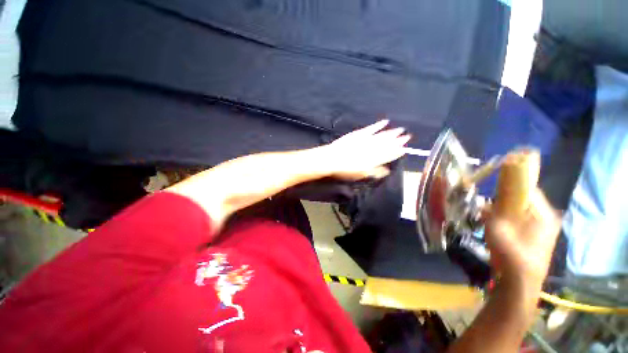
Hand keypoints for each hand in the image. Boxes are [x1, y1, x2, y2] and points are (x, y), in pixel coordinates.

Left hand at [318, 120, 410, 180]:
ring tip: (401, 130)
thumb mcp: (362, 174)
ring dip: (392, 133)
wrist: (332, 159)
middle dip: (398, 141)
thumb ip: (375, 172)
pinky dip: (378, 125)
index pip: (389, 155)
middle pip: (387, 144)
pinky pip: (371, 128)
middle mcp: (373, 149)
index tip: (405, 149)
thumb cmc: (346, 170)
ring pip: (382, 136)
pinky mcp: (359, 134)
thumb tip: (387, 170)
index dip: (397, 152)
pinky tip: (385, 122)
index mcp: (374, 160)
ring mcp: (366, 140)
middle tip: (407, 136)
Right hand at [484, 189, 560, 290]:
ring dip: (504, 211)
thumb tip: (490, 194)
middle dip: (504, 201)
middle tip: (488, 207)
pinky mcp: (537, 237)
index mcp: (543, 214)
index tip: (493, 188)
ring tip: (489, 218)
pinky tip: (497, 227)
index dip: (510, 185)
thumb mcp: (498, 225)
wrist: (519, 281)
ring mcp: (543, 229)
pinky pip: (521, 221)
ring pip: (521, 211)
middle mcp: (547, 218)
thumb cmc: (510, 251)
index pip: (528, 189)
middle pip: (524, 200)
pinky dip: (508, 220)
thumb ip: (496, 206)